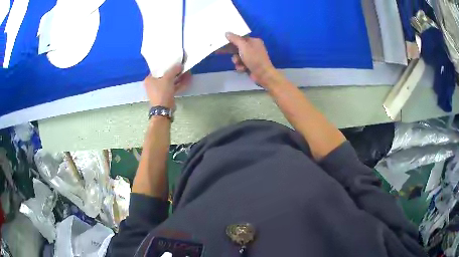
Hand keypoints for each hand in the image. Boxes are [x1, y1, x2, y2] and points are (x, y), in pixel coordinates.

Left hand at [143, 65, 190, 108]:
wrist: (164, 109)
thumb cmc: (162, 92)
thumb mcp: (168, 78)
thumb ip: (174, 70)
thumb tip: (180, 65)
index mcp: (149, 79)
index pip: (157, 69)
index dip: (166, 65)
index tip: (174, 62)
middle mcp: (152, 84)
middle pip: (164, 75)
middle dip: (174, 71)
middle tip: (181, 66)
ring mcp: (159, 91)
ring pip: (170, 81)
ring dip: (178, 77)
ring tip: (187, 72)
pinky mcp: (165, 95)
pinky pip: (172, 87)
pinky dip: (179, 84)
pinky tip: (187, 80)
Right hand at [224, 32, 280, 87]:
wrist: (263, 75)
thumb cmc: (254, 58)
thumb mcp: (244, 47)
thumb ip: (235, 39)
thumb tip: (227, 33)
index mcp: (254, 41)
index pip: (240, 38)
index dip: (230, 40)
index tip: (221, 42)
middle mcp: (253, 48)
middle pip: (237, 47)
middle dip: (232, 52)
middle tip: (219, 52)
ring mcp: (252, 57)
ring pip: (237, 57)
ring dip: (236, 61)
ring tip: (239, 64)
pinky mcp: (250, 65)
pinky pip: (240, 64)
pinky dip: (240, 66)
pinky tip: (243, 69)